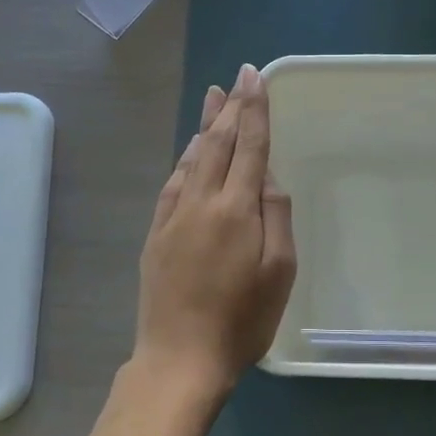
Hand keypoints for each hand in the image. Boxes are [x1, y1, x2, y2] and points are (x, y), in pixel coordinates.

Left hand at [134, 64, 296, 399]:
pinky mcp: (156, 234)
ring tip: (213, 97)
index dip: (254, 110)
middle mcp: (201, 202)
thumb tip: (267, 178)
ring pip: (191, 158)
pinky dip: (184, 159)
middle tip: (238, 77)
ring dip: (205, 125)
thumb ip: (276, 216)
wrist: (180, 358)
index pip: (248, 146)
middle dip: (231, 107)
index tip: (255, 77)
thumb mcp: (279, 272)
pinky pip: (172, 182)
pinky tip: (189, 152)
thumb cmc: (241, 320)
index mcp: (236, 209)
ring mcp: (173, 216)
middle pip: (217, 143)